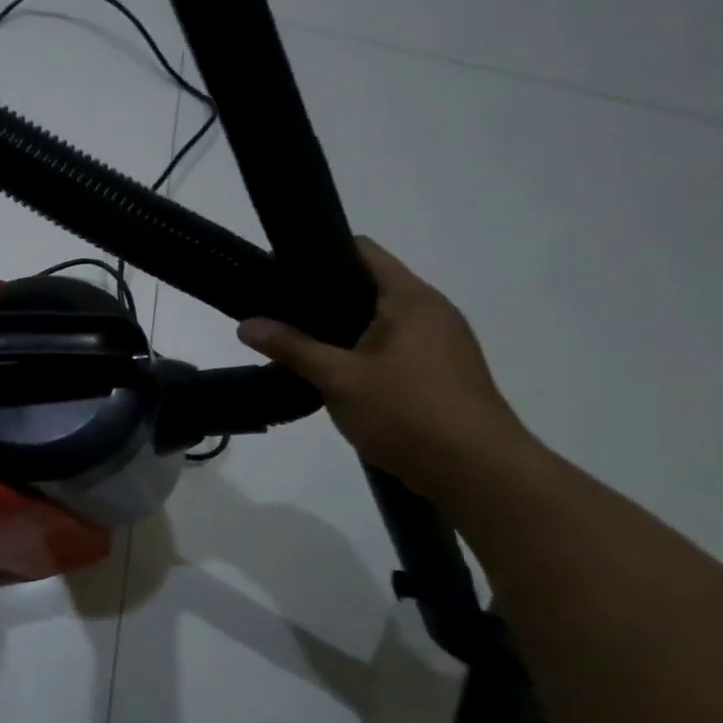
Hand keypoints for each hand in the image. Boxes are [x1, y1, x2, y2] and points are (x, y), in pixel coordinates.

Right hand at [238, 239, 540, 501]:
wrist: (477, 471)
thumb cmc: (407, 413)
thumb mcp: (338, 379)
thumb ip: (291, 348)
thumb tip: (246, 325)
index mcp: (410, 298)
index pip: (361, 251)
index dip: (317, 254)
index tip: (277, 272)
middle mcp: (431, 310)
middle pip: (368, 285)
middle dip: (321, 297)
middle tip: (277, 313)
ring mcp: (440, 341)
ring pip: (379, 319)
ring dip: (340, 329)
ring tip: (298, 344)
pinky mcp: (440, 370)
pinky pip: (392, 345)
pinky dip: (360, 351)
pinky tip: (333, 374)